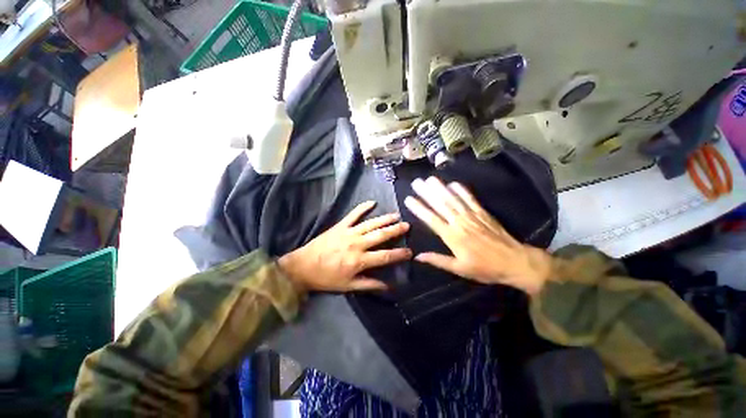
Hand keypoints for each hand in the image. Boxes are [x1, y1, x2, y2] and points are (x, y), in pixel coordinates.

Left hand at [278, 201, 411, 292]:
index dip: (399, 254)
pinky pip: (353, 214)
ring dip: (385, 219)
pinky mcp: (340, 226)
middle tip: (407, 226)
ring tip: (396, 215)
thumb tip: (389, 286)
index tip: (410, 252)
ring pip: (371, 223)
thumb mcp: (348, 286)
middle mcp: (357, 244)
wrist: (303, 267)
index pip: (385, 256)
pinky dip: (363, 207)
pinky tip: (372, 202)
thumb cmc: (326, 278)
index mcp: (360, 260)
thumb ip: (369, 284)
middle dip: (396, 230)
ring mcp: (349, 232)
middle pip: (381, 235)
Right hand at [403, 177, 551, 294]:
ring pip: (453, 199)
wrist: (516, 262)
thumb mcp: (459, 269)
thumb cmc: (485, 268)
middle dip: (427, 193)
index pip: (431, 219)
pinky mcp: (483, 213)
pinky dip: (462, 190)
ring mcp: (472, 216)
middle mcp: (460, 223)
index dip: (419, 208)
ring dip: (441, 188)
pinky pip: (470, 199)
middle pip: (440, 205)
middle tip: (416, 183)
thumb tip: (418, 256)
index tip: (408, 199)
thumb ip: (438, 260)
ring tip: (430, 179)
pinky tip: (453, 183)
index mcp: (452, 236)